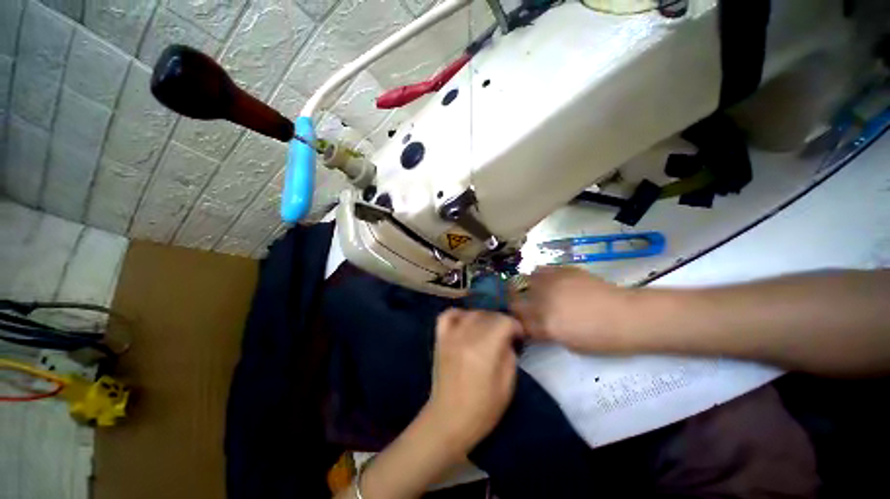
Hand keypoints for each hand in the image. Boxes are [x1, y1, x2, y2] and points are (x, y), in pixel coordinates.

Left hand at [426, 309, 522, 453]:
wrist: (448, 419)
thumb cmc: (482, 409)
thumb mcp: (507, 386)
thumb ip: (509, 355)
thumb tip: (508, 338)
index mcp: (484, 349)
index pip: (503, 321)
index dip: (515, 326)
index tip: (518, 337)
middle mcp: (466, 336)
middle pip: (488, 315)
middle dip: (501, 322)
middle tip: (505, 336)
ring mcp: (450, 335)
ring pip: (471, 313)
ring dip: (484, 318)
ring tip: (488, 331)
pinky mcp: (440, 338)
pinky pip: (448, 314)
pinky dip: (459, 314)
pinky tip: (466, 323)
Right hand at [510, 266, 638, 352]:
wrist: (627, 316)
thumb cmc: (601, 338)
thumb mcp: (567, 343)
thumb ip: (544, 332)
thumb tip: (533, 325)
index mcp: (544, 324)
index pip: (517, 321)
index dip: (516, 322)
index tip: (519, 322)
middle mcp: (542, 300)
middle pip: (515, 300)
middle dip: (515, 305)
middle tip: (522, 308)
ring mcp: (551, 283)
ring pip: (524, 281)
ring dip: (525, 288)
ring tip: (533, 292)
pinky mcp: (561, 270)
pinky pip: (540, 270)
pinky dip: (538, 276)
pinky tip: (546, 281)